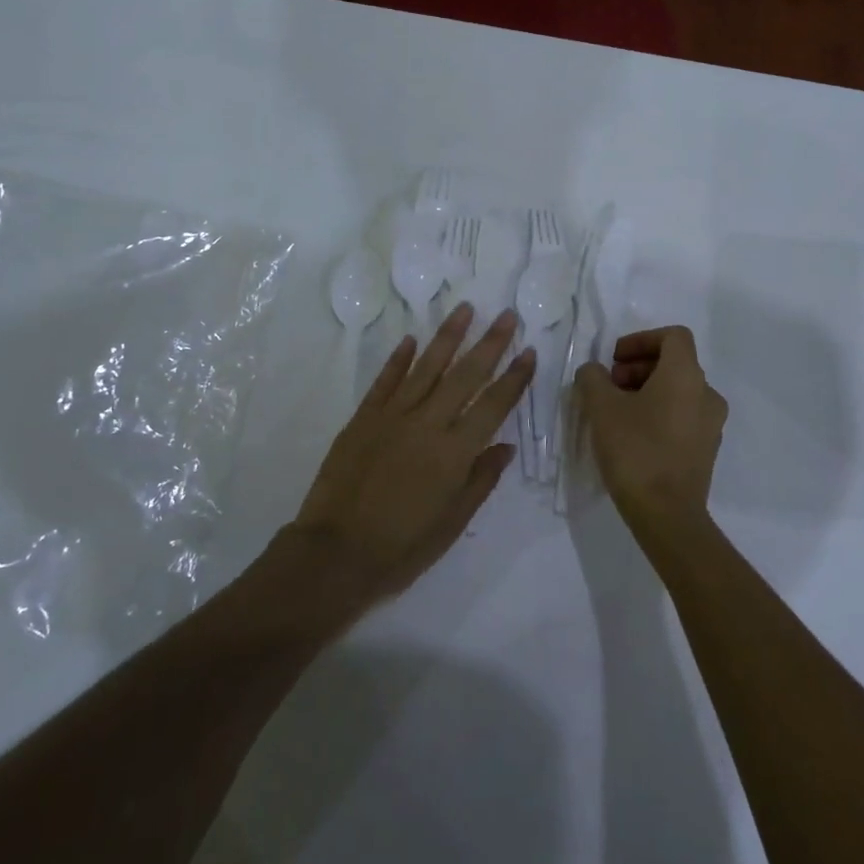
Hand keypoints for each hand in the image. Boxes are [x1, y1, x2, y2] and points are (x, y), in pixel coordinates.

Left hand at [292, 303, 534, 603]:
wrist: (334, 554)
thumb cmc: (401, 548)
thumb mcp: (451, 524)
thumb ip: (481, 481)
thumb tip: (506, 446)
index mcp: (454, 454)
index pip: (493, 406)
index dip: (514, 378)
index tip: (529, 351)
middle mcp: (427, 425)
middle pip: (465, 376)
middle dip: (490, 344)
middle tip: (506, 316)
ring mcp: (392, 417)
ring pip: (426, 368)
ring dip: (448, 337)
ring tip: (465, 309)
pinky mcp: (363, 418)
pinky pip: (385, 381)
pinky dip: (398, 359)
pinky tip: (411, 339)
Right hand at [574, 326, 727, 539]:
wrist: (666, 514)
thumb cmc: (635, 450)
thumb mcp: (601, 408)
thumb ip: (593, 378)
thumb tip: (594, 372)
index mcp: (686, 375)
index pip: (672, 336)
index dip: (641, 339)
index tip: (614, 358)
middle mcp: (707, 393)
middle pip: (674, 363)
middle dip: (638, 367)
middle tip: (609, 385)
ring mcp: (711, 424)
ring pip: (678, 391)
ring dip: (646, 390)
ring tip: (615, 412)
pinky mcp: (706, 450)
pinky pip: (682, 416)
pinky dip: (659, 413)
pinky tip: (632, 435)